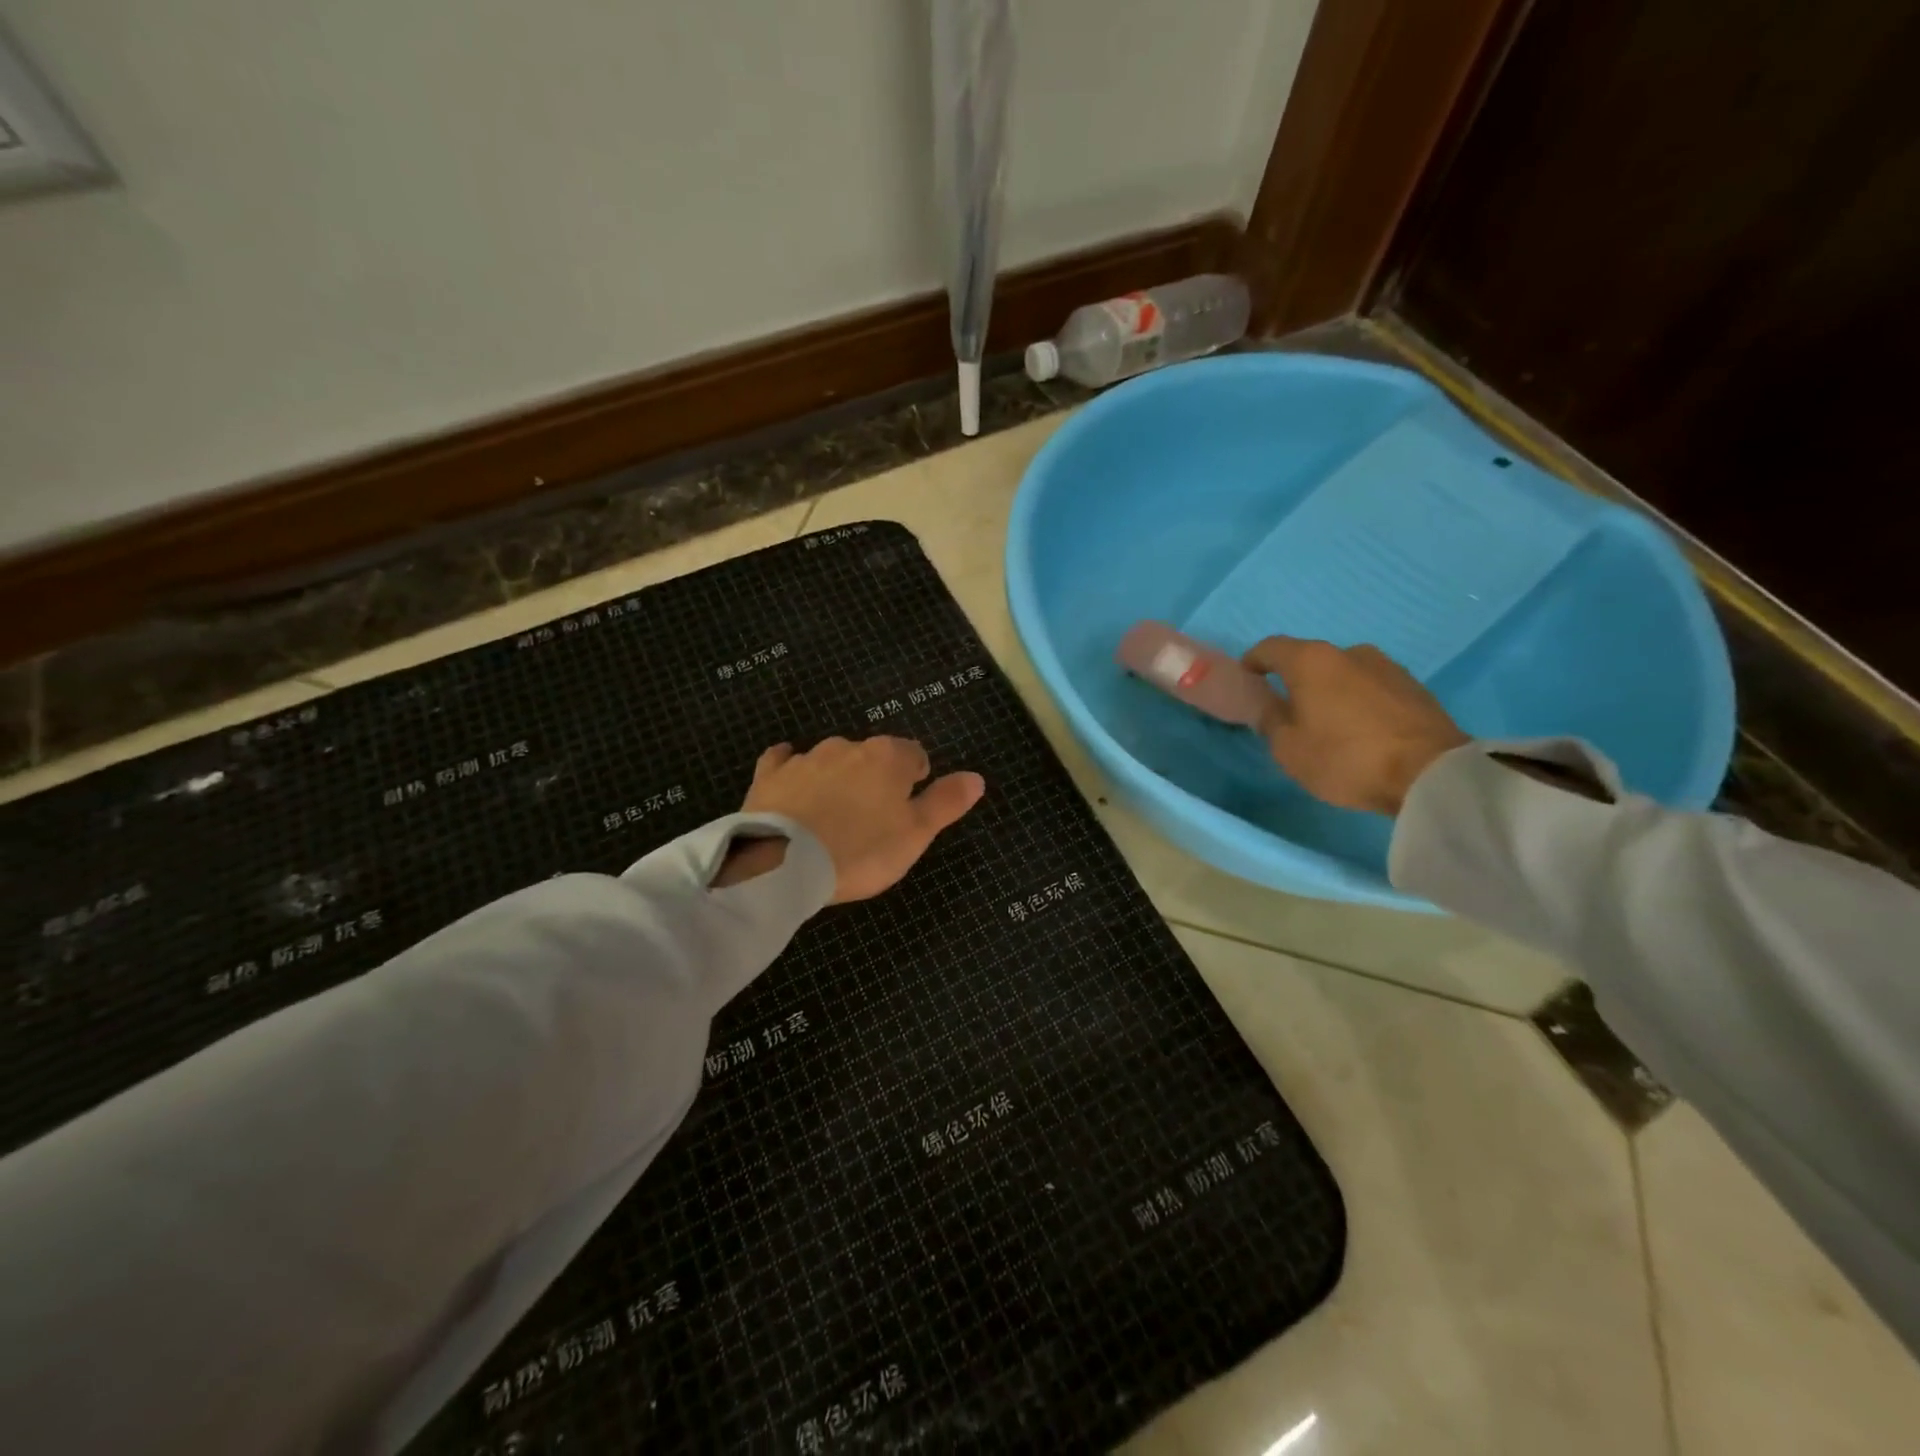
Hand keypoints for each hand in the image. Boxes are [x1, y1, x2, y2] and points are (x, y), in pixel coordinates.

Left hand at [737, 736, 985, 902]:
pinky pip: (784, 761)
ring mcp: (807, 758)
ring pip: (832, 759)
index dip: (916, 778)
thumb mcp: (916, 834)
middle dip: (876, 778)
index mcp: (889, 758)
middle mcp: (849, 747)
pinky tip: (791, 775)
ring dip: (839, 777)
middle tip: (874, 816)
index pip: (914, 755)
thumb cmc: (861, 851)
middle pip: (872, 756)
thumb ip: (946, 802)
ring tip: (836, 813)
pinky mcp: (771, 774)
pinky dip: (792, 767)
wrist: (785, 862)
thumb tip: (976, 778)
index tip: (910, 804)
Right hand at [1242, 637, 1469, 814]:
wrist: (1431, 773)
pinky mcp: (1414, 687)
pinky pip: (1371, 689)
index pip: (1270, 647)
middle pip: (1310, 660)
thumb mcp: (1288, 748)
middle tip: (1288, 711)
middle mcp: (1349, 652)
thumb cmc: (1345, 757)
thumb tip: (1270, 706)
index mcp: (1311, 660)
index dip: (1253, 662)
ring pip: (1344, 674)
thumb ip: (1270, 721)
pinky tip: (1360, 730)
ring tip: (1328, 724)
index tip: (1247, 681)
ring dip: (1330, 692)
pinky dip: (1358, 703)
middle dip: (1295, 681)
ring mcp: (1387, 666)